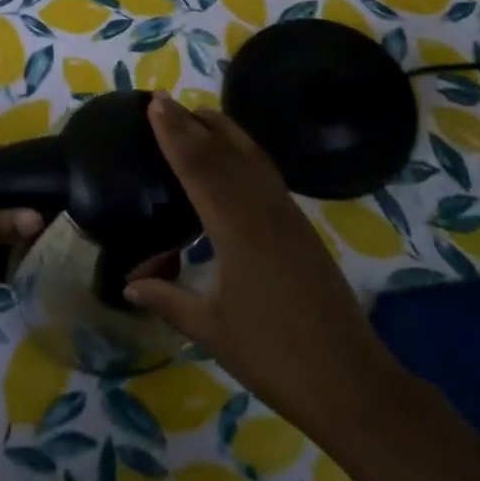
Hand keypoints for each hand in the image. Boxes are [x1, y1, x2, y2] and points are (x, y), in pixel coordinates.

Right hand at [124, 95, 396, 442]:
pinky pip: (267, 173)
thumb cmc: (274, 358)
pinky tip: (237, 154)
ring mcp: (287, 215)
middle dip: (191, 124)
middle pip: (222, 154)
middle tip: (164, 99)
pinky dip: (245, 151)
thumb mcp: (211, 330)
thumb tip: (128, 283)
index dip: (174, 135)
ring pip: (250, 157)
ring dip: (222, 130)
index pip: (197, 169)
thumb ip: (168, 299)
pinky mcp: (302, 226)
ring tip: (198, 112)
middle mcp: (262, 210)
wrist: (351, 381)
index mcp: (235, 230)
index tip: (155, 106)